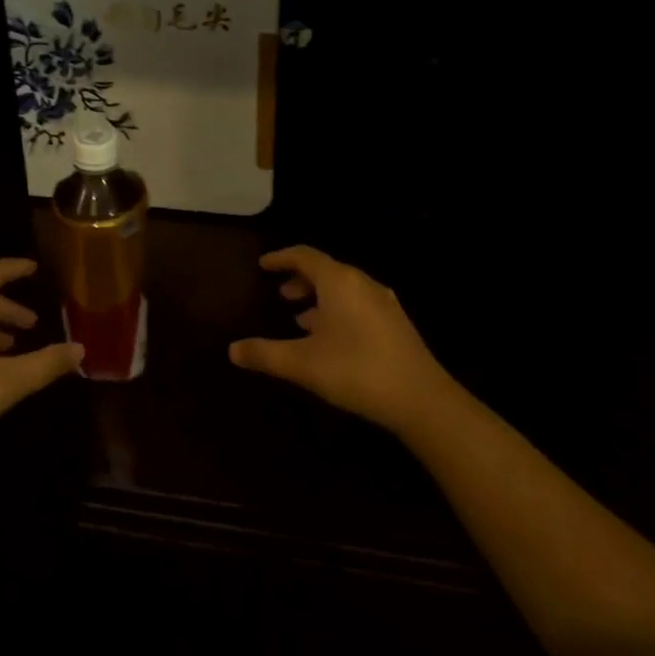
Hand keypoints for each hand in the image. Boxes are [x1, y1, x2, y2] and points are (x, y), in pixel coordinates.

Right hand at [230, 245, 451, 436]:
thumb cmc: (357, 371)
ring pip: (343, 288)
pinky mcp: (395, 324)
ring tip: (300, 317)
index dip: (281, 258)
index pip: (305, 256)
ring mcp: (383, 303)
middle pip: (325, 270)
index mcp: (339, 282)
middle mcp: (362, 283)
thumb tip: (232, 350)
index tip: (263, 264)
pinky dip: (337, 309)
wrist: (422, 399)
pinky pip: (358, 303)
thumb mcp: (303, 364)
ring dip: (319, 297)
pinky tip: (331, 337)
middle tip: (280, 293)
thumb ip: (265, 354)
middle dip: (300, 279)